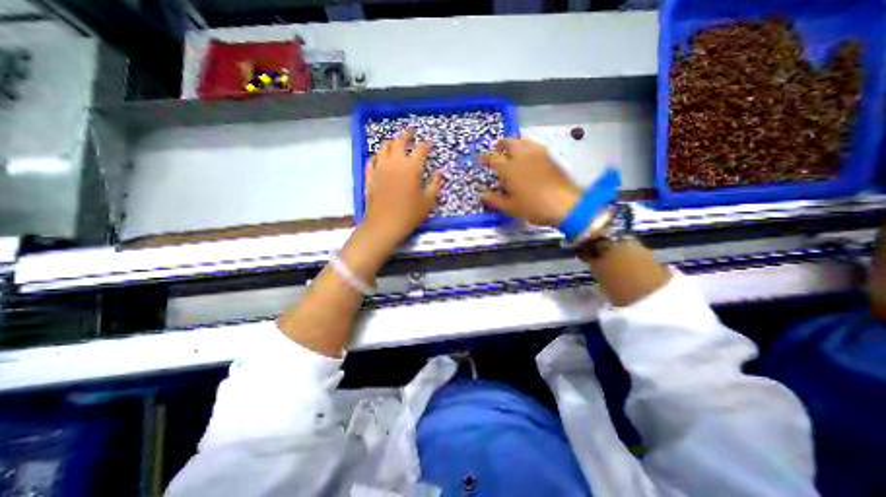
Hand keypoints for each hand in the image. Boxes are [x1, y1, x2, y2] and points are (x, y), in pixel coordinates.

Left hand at [359, 130, 442, 250]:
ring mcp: (380, 168)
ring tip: (395, 142)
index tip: (430, 144)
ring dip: (391, 142)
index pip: (421, 149)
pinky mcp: (370, 176)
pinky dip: (377, 156)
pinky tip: (379, 158)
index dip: (426, 144)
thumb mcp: (428, 201)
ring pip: (384, 147)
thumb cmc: (409, 214)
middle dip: (406, 135)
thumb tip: (440, 173)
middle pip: (400, 141)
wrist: (384, 225)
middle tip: (410, 133)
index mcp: (412, 167)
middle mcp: (395, 162)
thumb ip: (435, 184)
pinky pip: (371, 160)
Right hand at [478, 137, 581, 227]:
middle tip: (496, 153)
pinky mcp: (548, 156)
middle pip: (507, 143)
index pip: (491, 158)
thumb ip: (493, 199)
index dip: (483, 158)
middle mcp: (521, 156)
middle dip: (499, 146)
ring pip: (521, 141)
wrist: (563, 204)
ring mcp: (536, 154)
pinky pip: (534, 145)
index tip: (479, 159)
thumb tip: (481, 193)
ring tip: (511, 152)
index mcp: (508, 168)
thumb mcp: (509, 207)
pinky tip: (528, 154)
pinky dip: (527, 146)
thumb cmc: (532, 206)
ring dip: (513, 144)